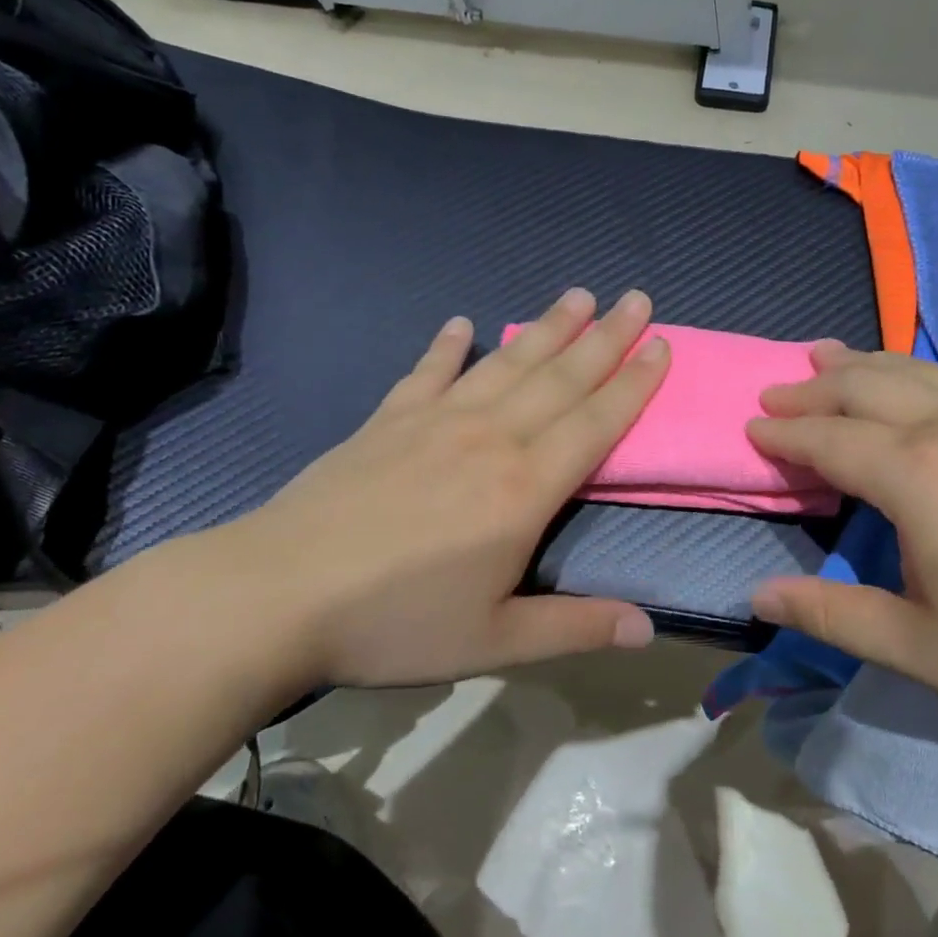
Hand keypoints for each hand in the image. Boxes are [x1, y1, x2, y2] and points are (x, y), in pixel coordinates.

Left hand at [214, 287, 668, 688]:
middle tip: (637, 297)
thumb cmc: (394, 622)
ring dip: (546, 328)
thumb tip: (649, 630)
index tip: (661, 346)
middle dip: (605, 337)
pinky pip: (427, 372)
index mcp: (525, 488)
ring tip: (577, 295)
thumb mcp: (494, 641)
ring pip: (506, 364)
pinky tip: (461, 323)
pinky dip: (447, 346)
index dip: (633, 384)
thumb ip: (574, 627)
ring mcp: (435, 422)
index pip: (595, 423)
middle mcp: (490, 439)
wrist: (277, 595)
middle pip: (560, 378)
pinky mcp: (386, 421)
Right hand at [747, 343, 937, 749]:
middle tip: (774, 392)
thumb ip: (832, 613)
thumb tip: (758, 596)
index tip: (751, 429)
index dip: (786, 434)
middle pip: (867, 387)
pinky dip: (911, 372)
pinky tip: (908, 383)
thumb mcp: (919, 645)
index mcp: (918, 475)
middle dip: (814, 388)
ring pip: (915, 371)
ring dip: (862, 363)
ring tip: (824, 354)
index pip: (831, 439)